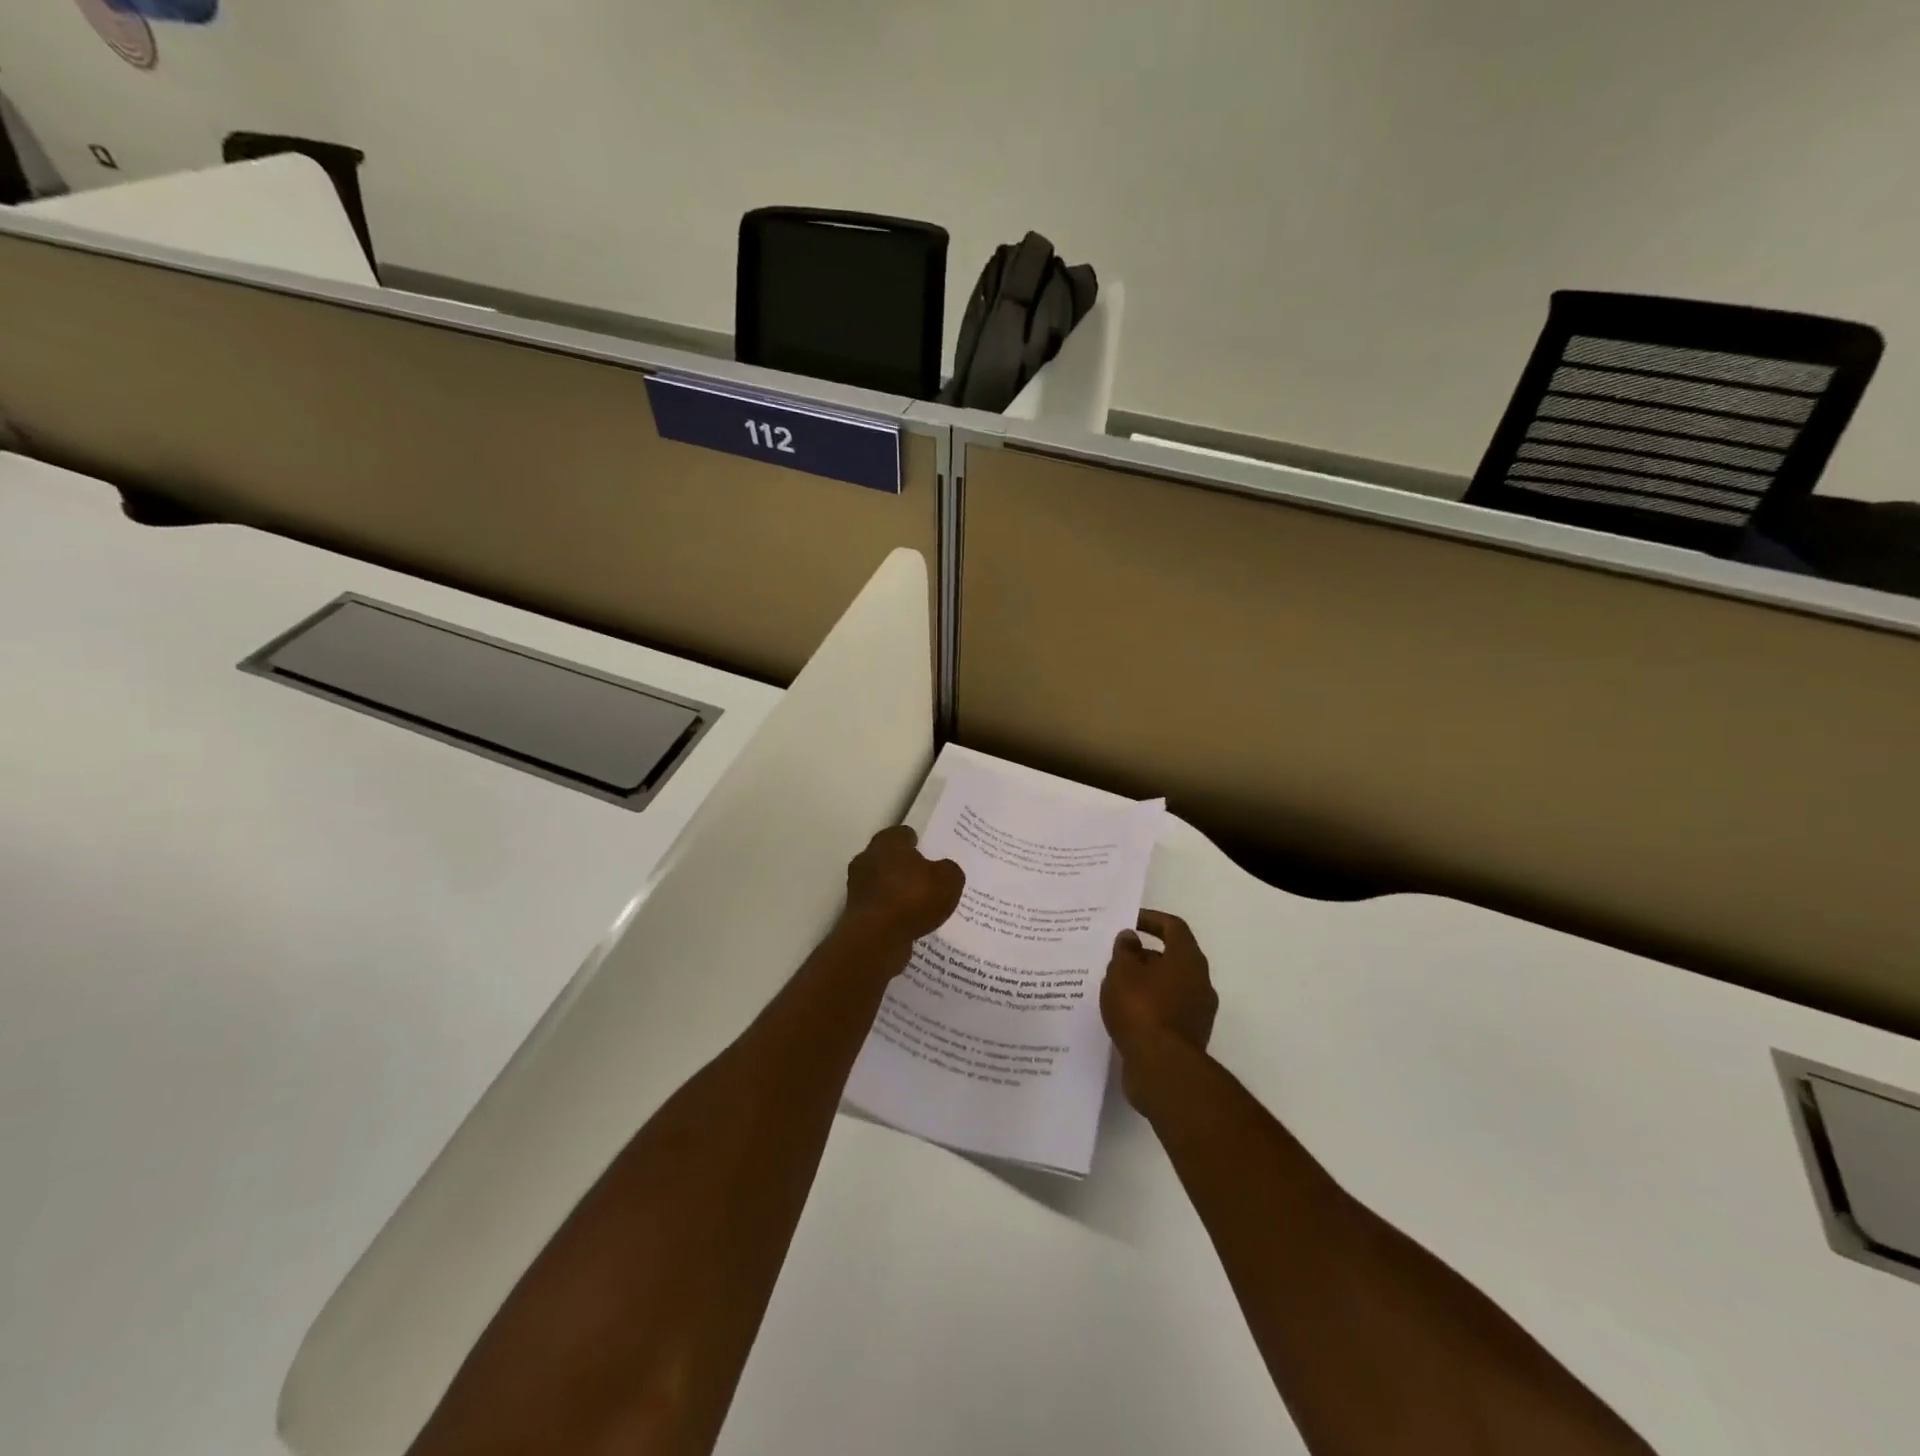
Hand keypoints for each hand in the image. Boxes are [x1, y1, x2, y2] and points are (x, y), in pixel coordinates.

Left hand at [839, 825, 964, 954]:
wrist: (877, 939)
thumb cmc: (912, 898)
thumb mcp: (948, 880)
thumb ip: (949, 870)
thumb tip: (944, 870)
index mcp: (887, 841)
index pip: (903, 834)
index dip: (918, 843)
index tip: (931, 855)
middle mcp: (867, 858)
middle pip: (890, 858)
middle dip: (906, 867)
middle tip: (928, 879)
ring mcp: (858, 887)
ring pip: (883, 883)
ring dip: (897, 892)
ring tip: (921, 905)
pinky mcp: (855, 913)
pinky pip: (879, 907)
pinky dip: (892, 912)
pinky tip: (909, 923)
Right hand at [1102, 910, 1217, 1108]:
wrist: (1162, 1068)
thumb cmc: (1141, 1009)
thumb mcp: (1122, 972)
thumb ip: (1124, 951)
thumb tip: (1131, 938)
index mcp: (1188, 959)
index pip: (1173, 927)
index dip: (1151, 920)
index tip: (1129, 922)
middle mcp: (1200, 982)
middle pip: (1173, 957)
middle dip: (1145, 955)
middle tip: (1117, 958)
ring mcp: (1198, 1012)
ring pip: (1170, 985)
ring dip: (1146, 982)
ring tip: (1116, 986)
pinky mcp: (1190, 1036)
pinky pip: (1168, 1010)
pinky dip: (1149, 1005)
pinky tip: (1125, 1013)